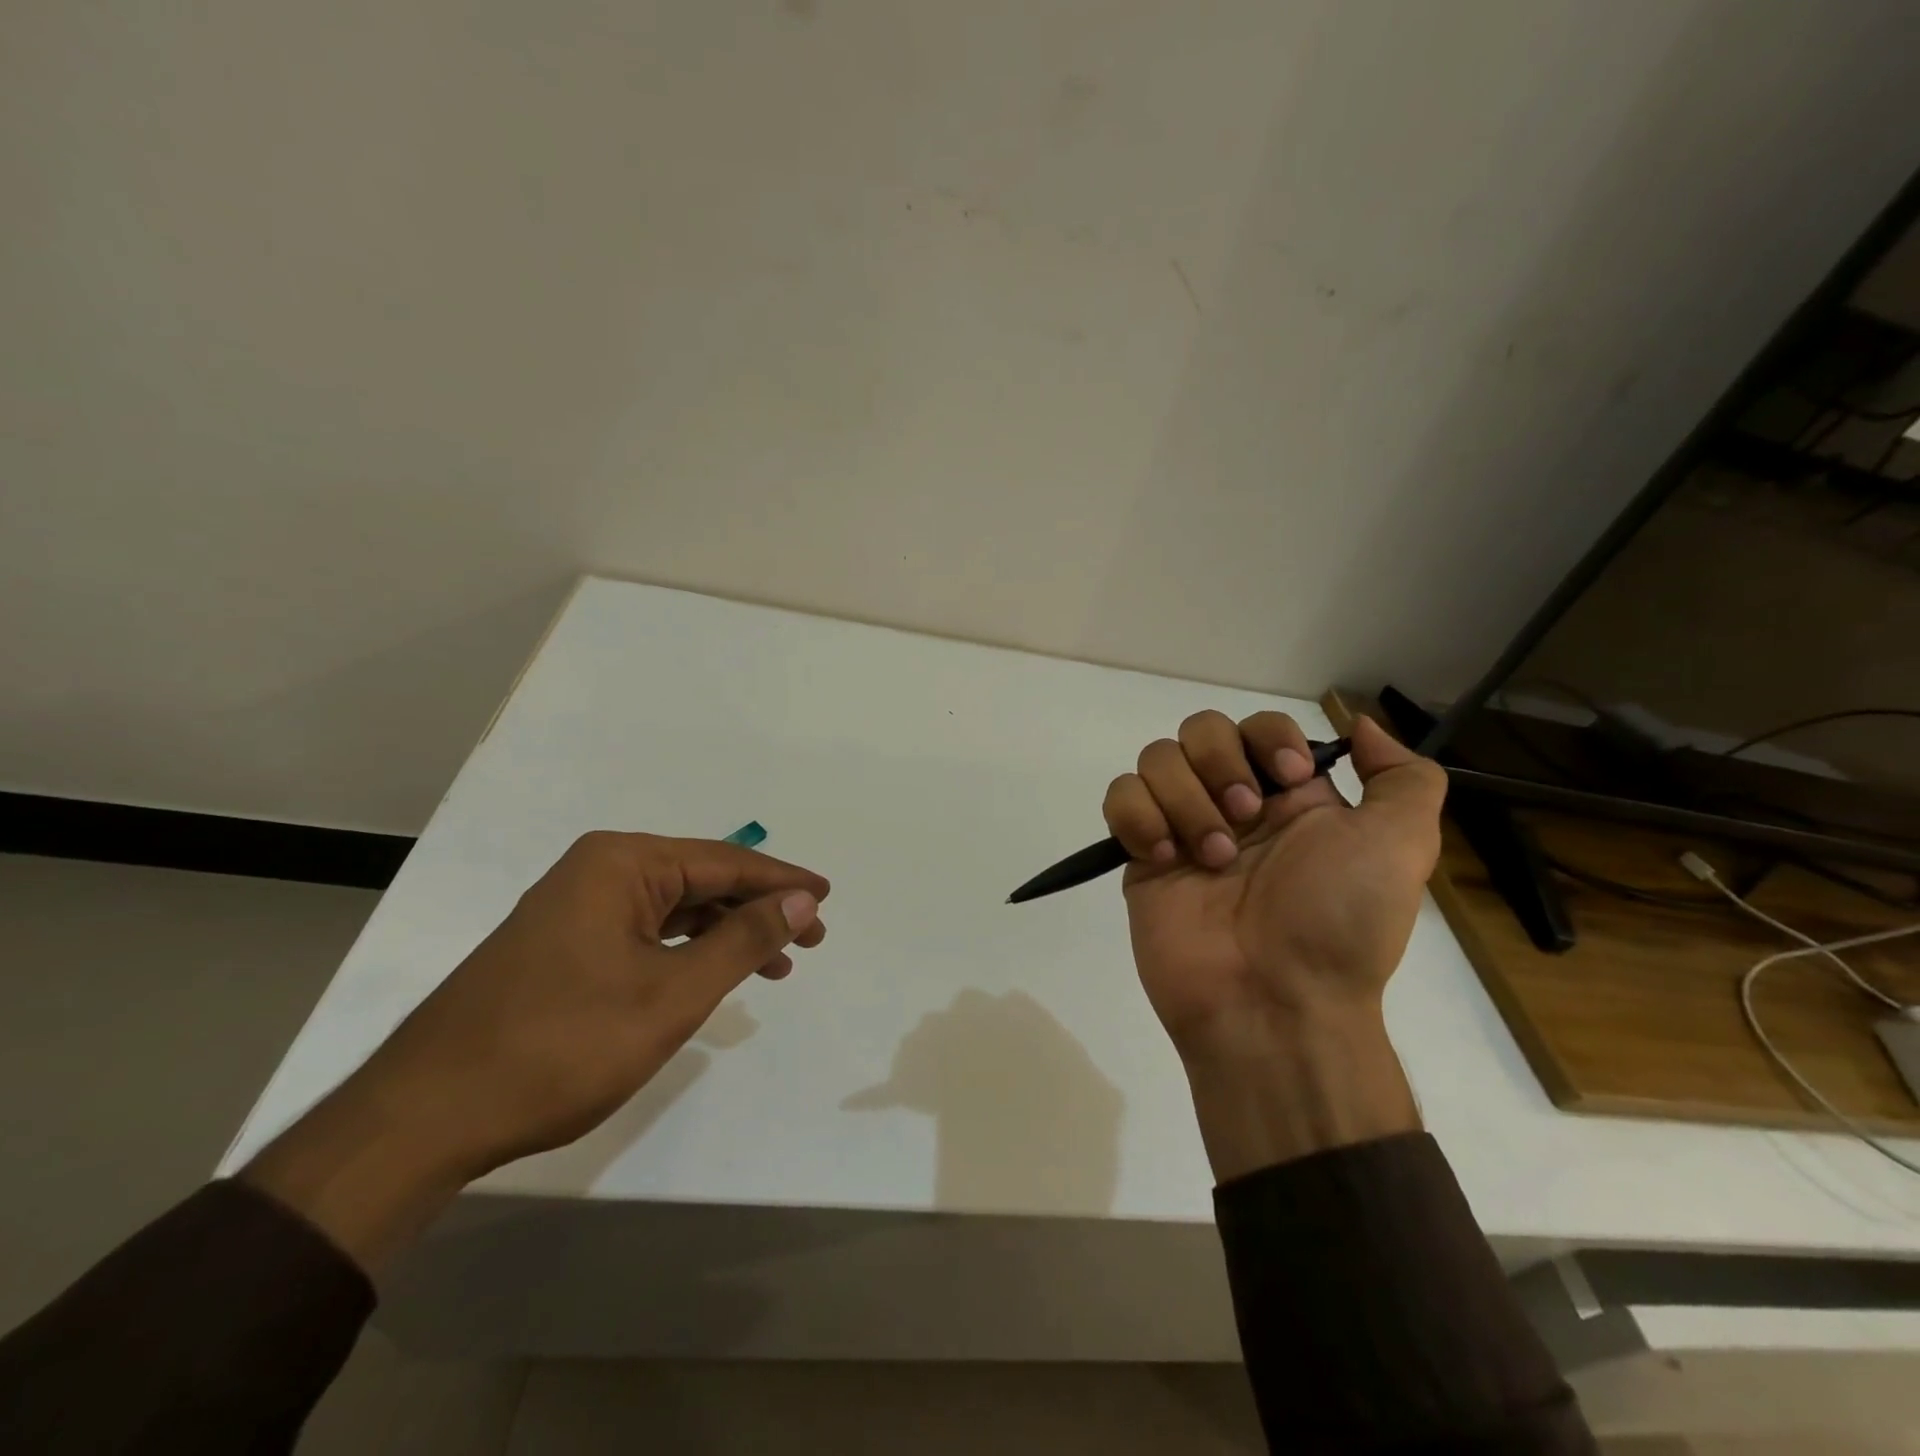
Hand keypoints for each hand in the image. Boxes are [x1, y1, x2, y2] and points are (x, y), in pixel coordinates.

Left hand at [244, 832, 828, 1268]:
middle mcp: (598, 871)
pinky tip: (712, 974)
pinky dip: (686, 951)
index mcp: (623, 863)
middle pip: (701, 879)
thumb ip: (744, 939)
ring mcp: (575, 908)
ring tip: (773, 966)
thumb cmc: (561, 1046)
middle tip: (809, 941)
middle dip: (758, 909)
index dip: (782, 881)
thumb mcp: (672, 994)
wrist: (425, 1117)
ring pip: (674, 908)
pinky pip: (645, 932)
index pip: (725, 861)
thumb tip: (802, 900)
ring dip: (726, 933)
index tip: (828, 898)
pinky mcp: (563, 945)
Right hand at [1103, 711, 1445, 1177]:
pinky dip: (1139, 818)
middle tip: (1243, 822)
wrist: (1274, 1003)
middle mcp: (1233, 803)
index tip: (1287, 779)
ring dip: (1184, 799)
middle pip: (1199, 729)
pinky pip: (1120, 798)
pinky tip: (1165, 859)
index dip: (1267, 738)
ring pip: (1156, 759)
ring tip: (1210, 857)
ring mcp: (1182, 827)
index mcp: (1290, 796)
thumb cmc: (1339, 922)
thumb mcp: (1403, 847)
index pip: (1259, 725)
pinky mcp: (1142, 856)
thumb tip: (1359, 726)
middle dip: (1219, 764)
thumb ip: (1403, 778)